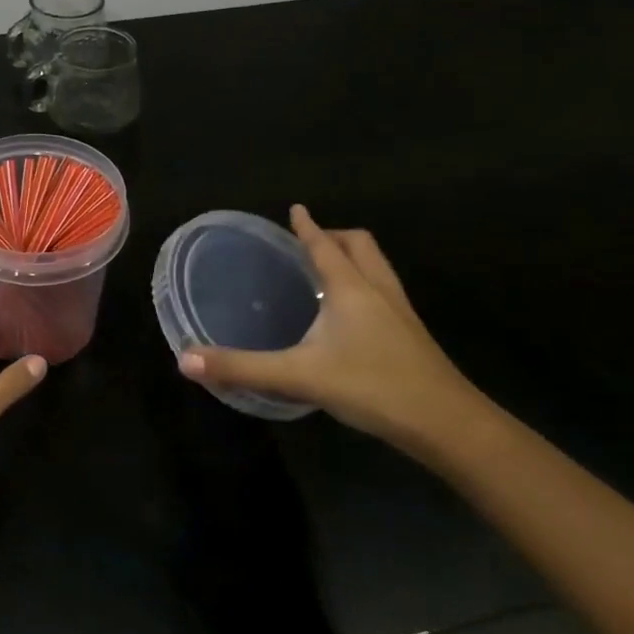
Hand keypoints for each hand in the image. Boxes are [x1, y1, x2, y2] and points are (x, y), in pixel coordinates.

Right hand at [178, 206, 483, 449]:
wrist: (447, 425)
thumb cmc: (372, 387)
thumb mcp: (299, 376)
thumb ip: (242, 367)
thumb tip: (186, 360)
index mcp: (351, 288)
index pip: (324, 244)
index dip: (307, 226)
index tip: (296, 208)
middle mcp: (378, 290)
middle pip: (361, 245)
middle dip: (335, 236)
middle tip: (309, 243)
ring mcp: (401, 313)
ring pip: (378, 267)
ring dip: (354, 259)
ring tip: (329, 273)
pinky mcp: (413, 336)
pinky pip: (386, 293)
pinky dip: (366, 287)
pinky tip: (351, 317)